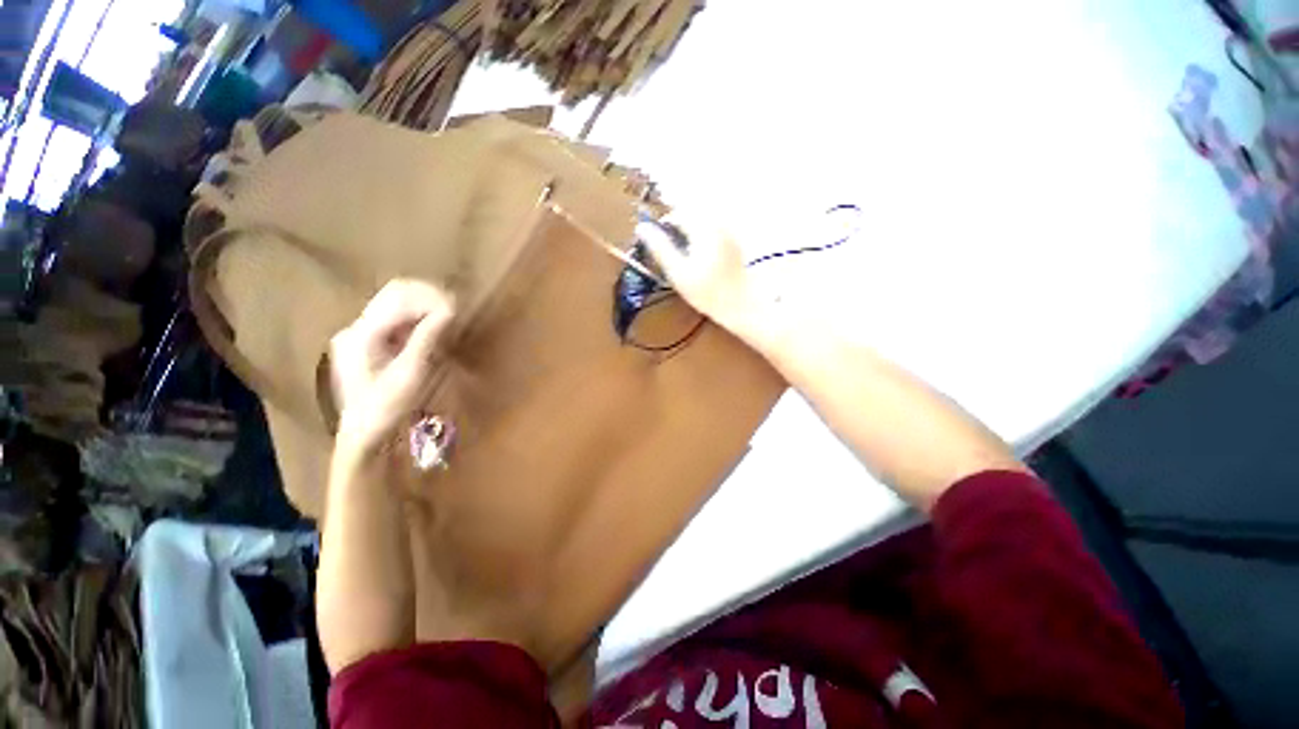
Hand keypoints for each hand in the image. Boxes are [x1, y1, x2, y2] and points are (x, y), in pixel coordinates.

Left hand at [329, 280, 454, 458]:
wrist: (363, 433)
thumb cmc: (386, 407)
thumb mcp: (410, 374)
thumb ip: (427, 338)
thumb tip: (450, 310)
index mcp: (361, 334)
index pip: (398, 299)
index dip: (430, 299)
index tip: (457, 308)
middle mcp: (357, 326)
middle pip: (395, 293)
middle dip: (428, 296)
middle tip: (455, 309)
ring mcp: (362, 332)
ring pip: (396, 301)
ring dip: (424, 304)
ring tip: (448, 315)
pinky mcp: (370, 339)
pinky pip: (398, 316)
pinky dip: (419, 316)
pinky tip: (434, 326)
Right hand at [636, 213, 760, 335]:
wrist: (741, 304)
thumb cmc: (707, 292)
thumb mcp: (678, 272)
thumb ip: (660, 247)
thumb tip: (641, 228)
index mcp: (703, 227)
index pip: (676, 214)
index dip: (662, 226)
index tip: (654, 243)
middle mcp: (717, 223)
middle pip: (689, 214)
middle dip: (675, 228)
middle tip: (667, 250)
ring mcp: (727, 231)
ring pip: (699, 222)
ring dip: (686, 232)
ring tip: (681, 255)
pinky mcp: (732, 241)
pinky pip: (710, 230)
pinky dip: (699, 238)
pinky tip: (697, 257)